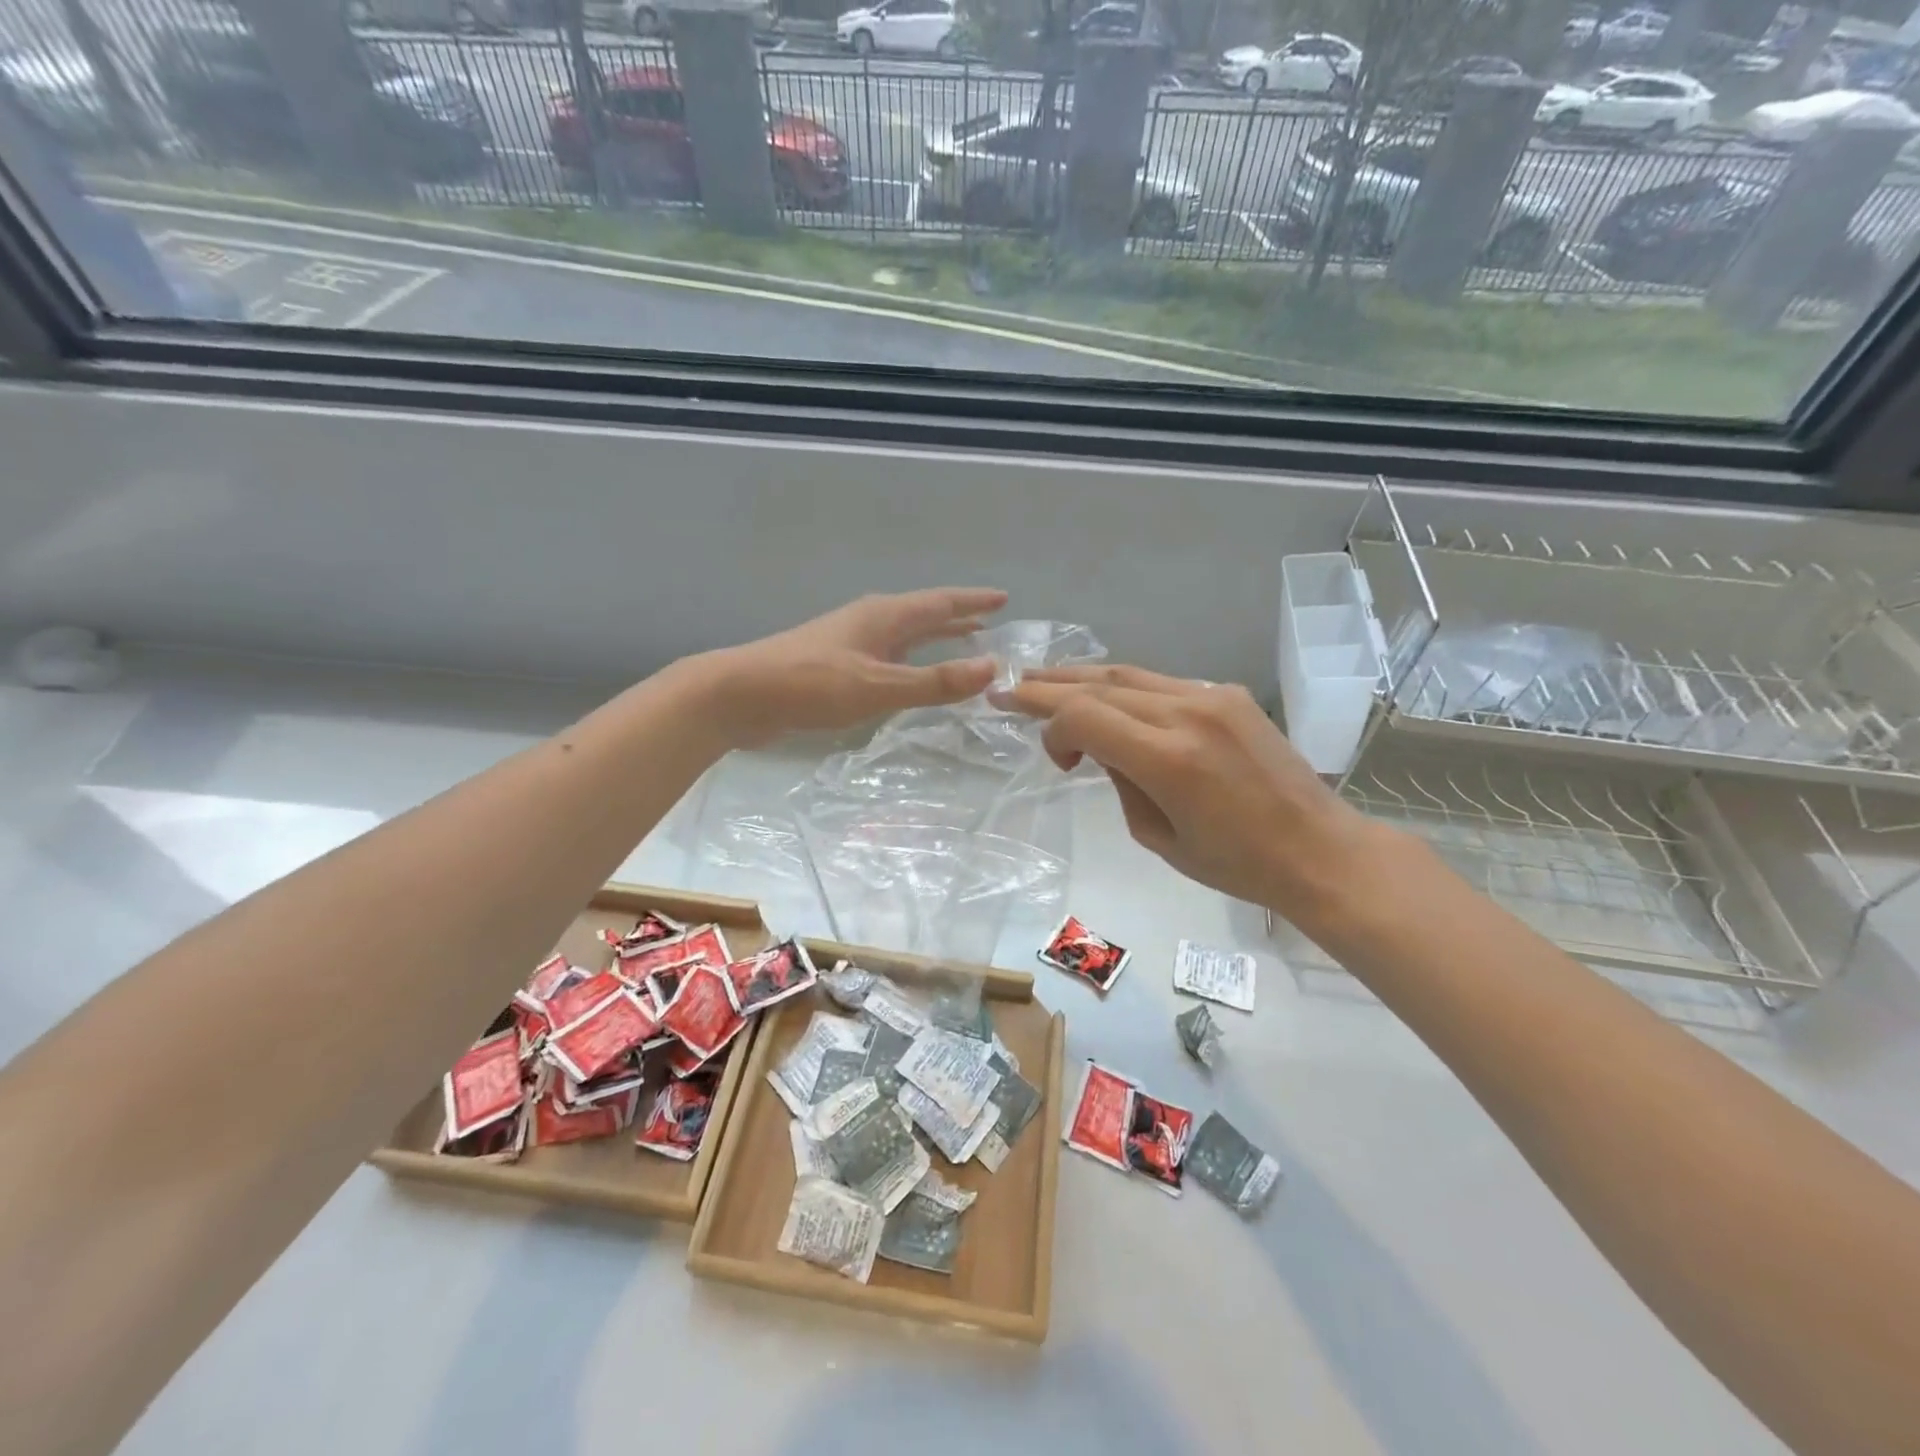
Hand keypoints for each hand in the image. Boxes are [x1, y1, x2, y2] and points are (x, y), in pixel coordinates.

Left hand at [708, 588, 1006, 744]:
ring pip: (904, 636)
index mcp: (884, 617)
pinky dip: (910, 661)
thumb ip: (934, 681)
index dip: (973, 602)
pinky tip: (908, 676)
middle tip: (989, 622)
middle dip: (957, 619)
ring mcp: (850, 642)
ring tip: (960, 644)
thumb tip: (993, 668)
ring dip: (934, 639)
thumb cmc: (812, 685)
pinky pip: (888, 657)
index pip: (940, 603)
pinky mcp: (835, 665)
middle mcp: (870, 622)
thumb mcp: (879, 685)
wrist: (740, 695)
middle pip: (923, 615)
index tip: (1003, 598)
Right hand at [998, 664, 1386, 929]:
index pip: (1084, 716)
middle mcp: (1188, 713)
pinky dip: (1123, 687)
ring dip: (1082, 678)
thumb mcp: (1157, 837)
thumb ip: (1119, 782)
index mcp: (1169, 759)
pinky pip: (1160, 682)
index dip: (1050, 725)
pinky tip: (1104, 696)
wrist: (1318, 848)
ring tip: (1043, 680)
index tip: (1051, 756)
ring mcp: (1212, 696)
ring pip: (1128, 673)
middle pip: (1100, 685)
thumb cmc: (1236, 864)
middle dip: (1049, 687)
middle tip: (1009, 688)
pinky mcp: (1228, 694)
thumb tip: (1102, 747)